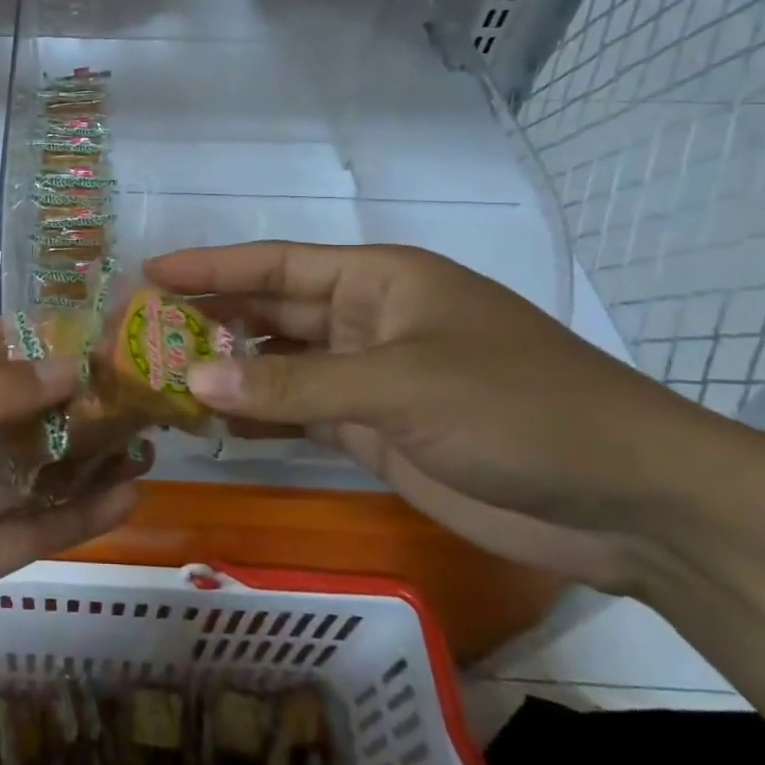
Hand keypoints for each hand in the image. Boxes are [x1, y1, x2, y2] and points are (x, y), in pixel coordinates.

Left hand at [0, 359, 144, 750]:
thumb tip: (66, 364)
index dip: (29, 346)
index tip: (88, 334)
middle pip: (14, 414)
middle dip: (68, 400)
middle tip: (132, 387)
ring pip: (34, 469)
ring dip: (85, 454)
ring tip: (145, 434)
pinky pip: (39, 527)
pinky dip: (82, 512)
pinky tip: (130, 494)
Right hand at [147, 242, 718, 592]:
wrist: (626, 500)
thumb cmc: (516, 408)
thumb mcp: (398, 385)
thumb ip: (291, 383)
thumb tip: (193, 376)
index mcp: (376, 281)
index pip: (274, 264)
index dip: (210, 266)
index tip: (148, 273)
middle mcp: (365, 320)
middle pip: (268, 312)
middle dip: (207, 321)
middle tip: (138, 335)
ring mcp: (368, 378)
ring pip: (277, 365)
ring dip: (226, 371)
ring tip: (159, 379)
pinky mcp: (373, 430)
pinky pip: (298, 413)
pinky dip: (257, 416)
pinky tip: (211, 421)